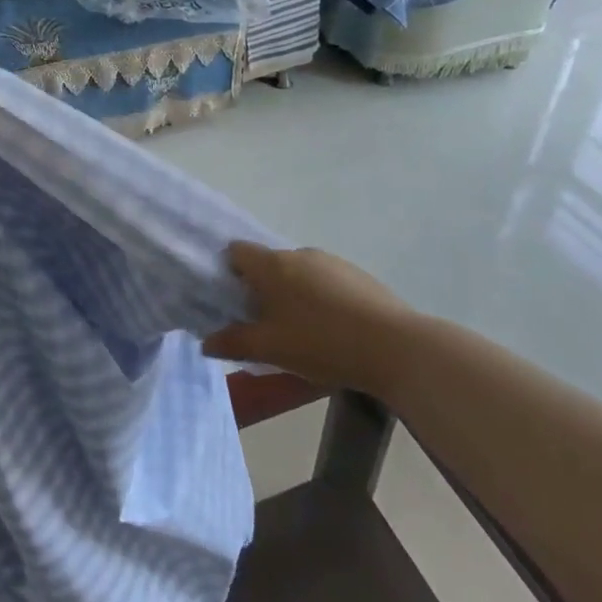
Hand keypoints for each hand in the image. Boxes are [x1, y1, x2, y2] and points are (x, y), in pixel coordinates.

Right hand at [204, 242, 415, 395]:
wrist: (396, 347)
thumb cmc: (322, 343)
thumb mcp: (271, 349)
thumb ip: (234, 343)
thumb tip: (205, 342)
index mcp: (273, 265)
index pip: (237, 251)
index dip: (228, 271)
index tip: (230, 300)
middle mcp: (299, 253)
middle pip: (268, 264)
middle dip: (261, 289)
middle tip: (263, 325)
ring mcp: (332, 262)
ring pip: (298, 273)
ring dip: (292, 294)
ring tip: (300, 332)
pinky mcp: (358, 275)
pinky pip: (325, 281)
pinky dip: (319, 299)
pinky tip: (332, 330)